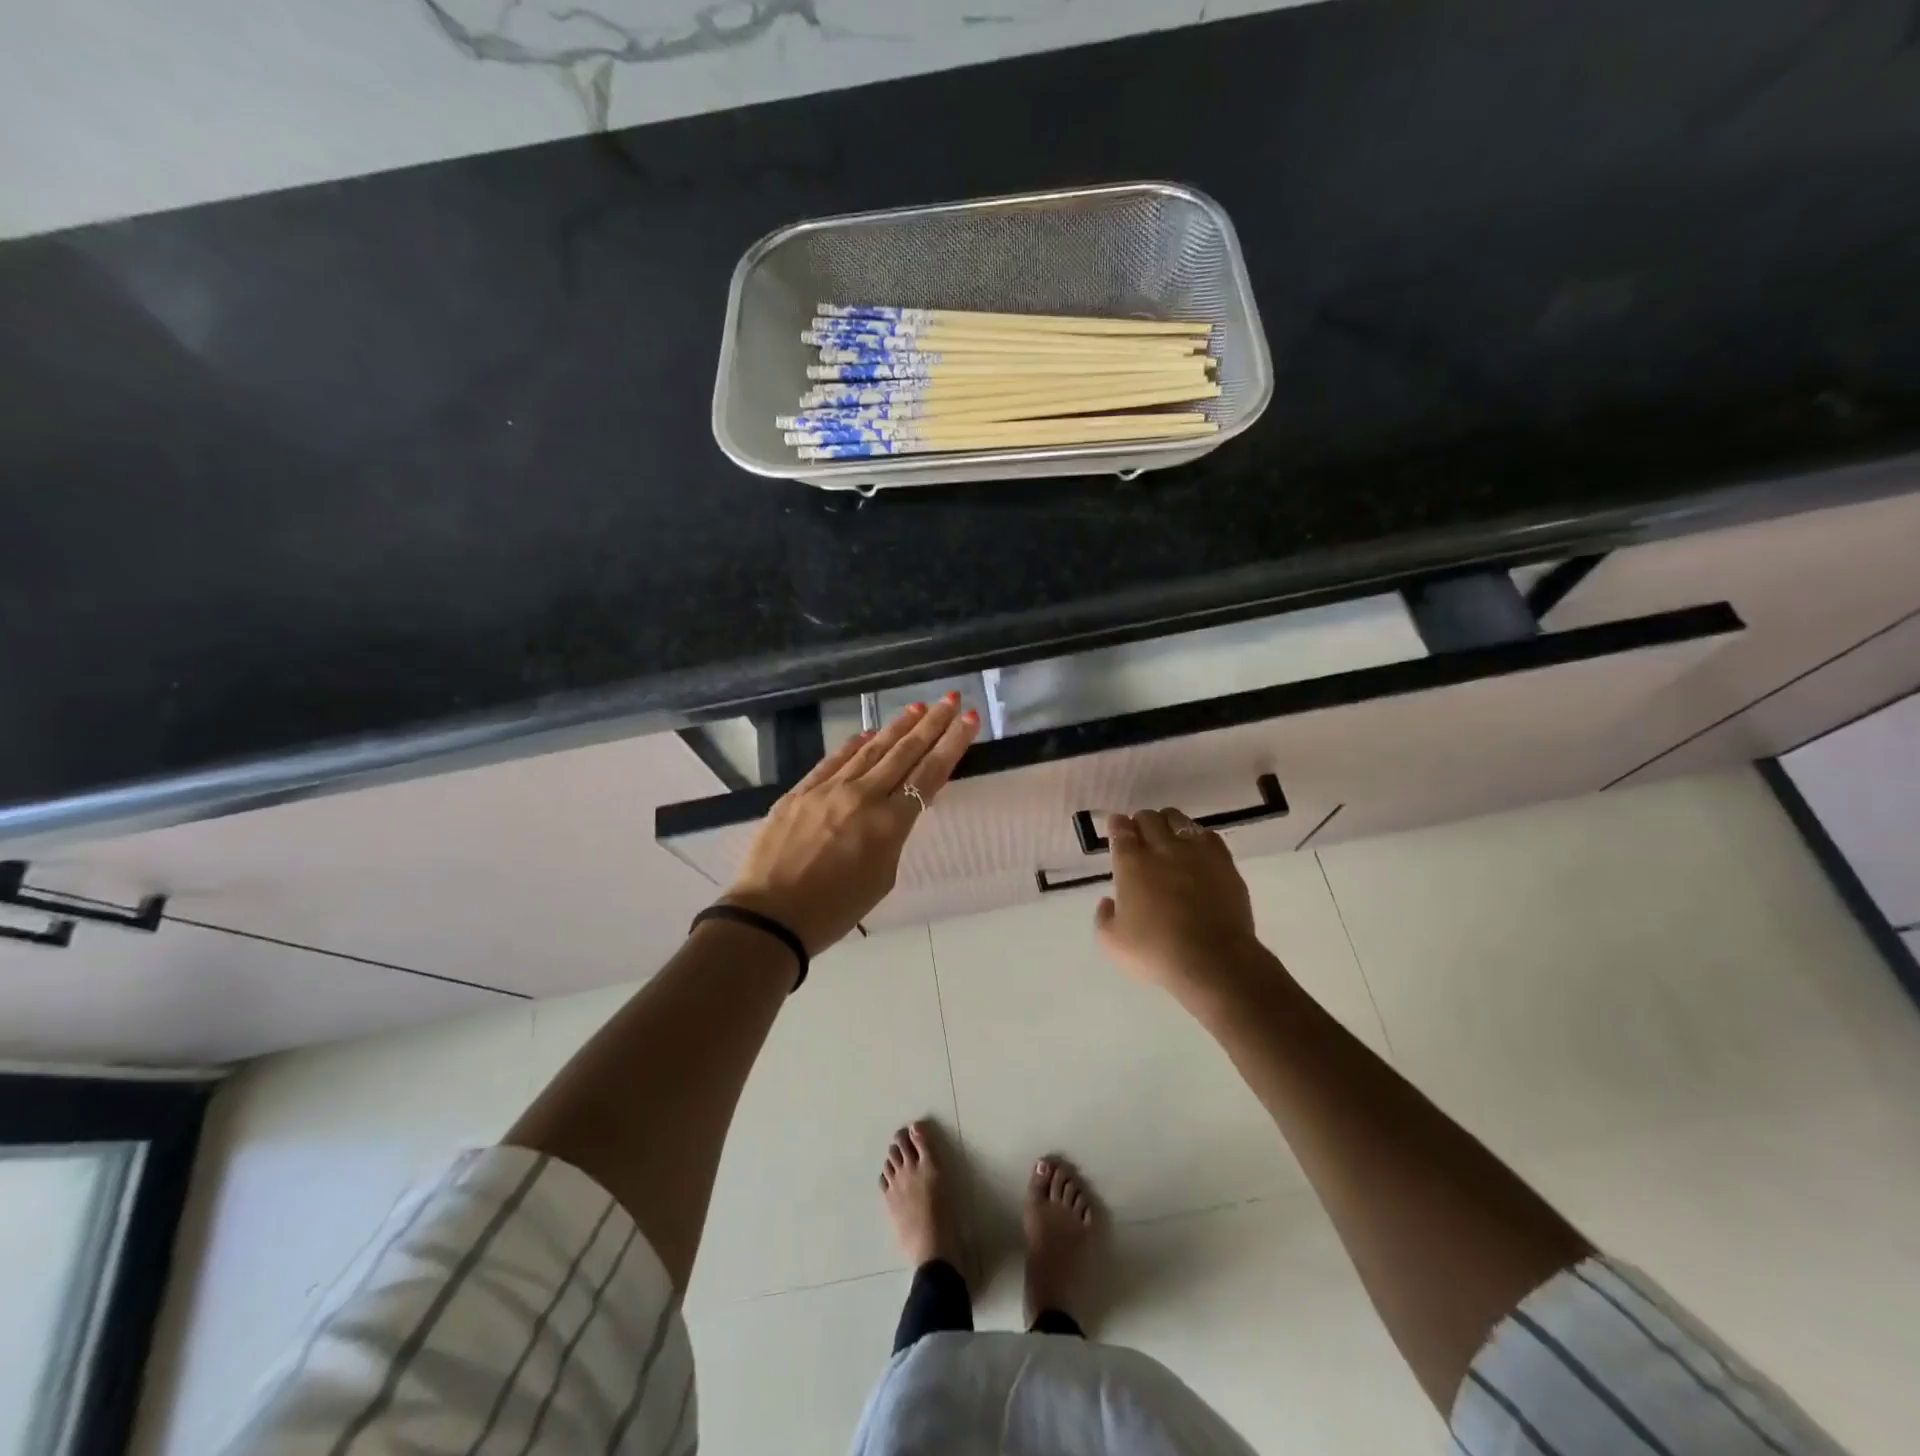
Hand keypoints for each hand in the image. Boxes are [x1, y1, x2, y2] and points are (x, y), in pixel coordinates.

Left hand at [722, 696, 977, 953]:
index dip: (952, 744)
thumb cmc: (833, 911)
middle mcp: (862, 796)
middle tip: (951, 699)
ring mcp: (827, 790)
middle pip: (904, 752)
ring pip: (870, 750)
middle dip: (931, 724)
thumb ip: (893, 836)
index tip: (968, 719)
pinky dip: (854, 745)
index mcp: (888, 824)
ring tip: (917, 707)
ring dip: (897, 727)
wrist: (769, 917)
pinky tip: (868, 734)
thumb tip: (894, 809)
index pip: (929, 773)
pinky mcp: (799, 792)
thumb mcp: (882, 877)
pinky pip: (833, 761)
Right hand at [1094, 808, 1262, 998]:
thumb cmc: (1156, 952)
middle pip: (1148, 818)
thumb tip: (1108, 902)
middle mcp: (1162, 848)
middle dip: (1141, 822)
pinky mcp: (1224, 862)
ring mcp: (1196, 852)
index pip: (1121, 830)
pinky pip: (1208, 836)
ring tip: (1168, 838)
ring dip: (1168, 823)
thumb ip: (1104, 918)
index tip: (1116, 828)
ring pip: (1178, 819)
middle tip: (1140, 836)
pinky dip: (1197, 837)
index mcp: (1131, 863)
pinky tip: (1196, 851)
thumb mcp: (1113, 943)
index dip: (1117, 826)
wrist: (1213, 961)